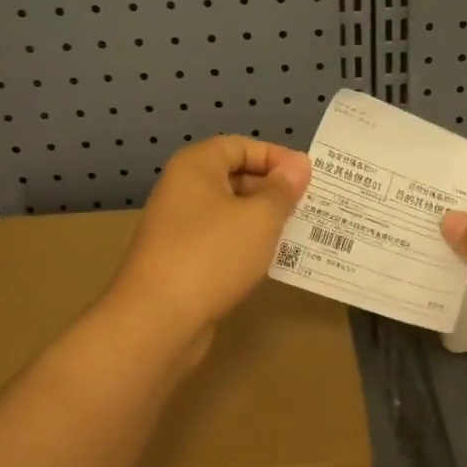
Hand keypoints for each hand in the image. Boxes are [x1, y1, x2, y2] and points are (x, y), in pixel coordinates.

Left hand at [108, 136, 310, 345]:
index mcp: (196, 167)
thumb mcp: (259, 218)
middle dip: (273, 190)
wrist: (156, 320)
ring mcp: (179, 228)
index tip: (308, 177)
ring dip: (264, 221)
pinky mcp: (182, 262)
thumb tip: (298, 165)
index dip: (275, 156)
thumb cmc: (211, 255)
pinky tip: (273, 261)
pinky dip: (247, 247)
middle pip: (235, 177)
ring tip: (300, 232)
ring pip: (230, 214)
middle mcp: (183, 191)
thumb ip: (282, 190)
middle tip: (310, 206)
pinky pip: (222, 243)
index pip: (240, 145)